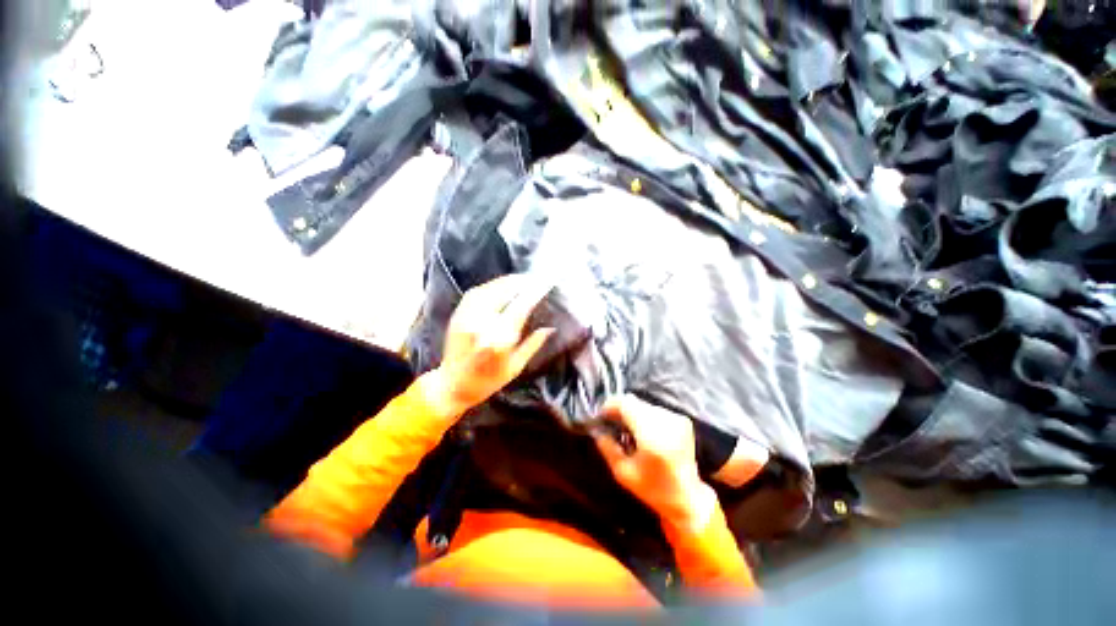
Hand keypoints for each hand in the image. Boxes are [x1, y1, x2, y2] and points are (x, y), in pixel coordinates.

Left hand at [422, 274, 554, 419]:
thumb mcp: (515, 368)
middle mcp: (481, 325)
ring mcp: (466, 318)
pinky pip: (475, 293)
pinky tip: (500, 284)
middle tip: (535, 278)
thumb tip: (549, 328)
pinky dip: (490, 285)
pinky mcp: (458, 315)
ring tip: (521, 279)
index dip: (533, 293)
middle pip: (503, 293)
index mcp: (498, 341)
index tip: (545, 284)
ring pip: (489, 290)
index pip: (520, 308)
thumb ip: (532, 345)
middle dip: (521, 283)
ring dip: (506, 281)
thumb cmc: (487, 381)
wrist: (452, 386)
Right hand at [592, 395, 717, 534]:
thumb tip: (597, 428)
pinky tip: (641, 431)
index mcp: (652, 436)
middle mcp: (666, 422)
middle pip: (634, 402)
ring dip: (632, 412)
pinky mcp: (682, 420)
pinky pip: (655, 410)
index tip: (601, 416)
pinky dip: (644, 416)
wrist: (689, 498)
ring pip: (644, 404)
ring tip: (626, 428)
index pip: (626, 404)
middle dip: (619, 409)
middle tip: (610, 422)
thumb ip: (607, 447)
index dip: (610, 405)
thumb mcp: (623, 473)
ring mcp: (676, 419)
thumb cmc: (653, 490)